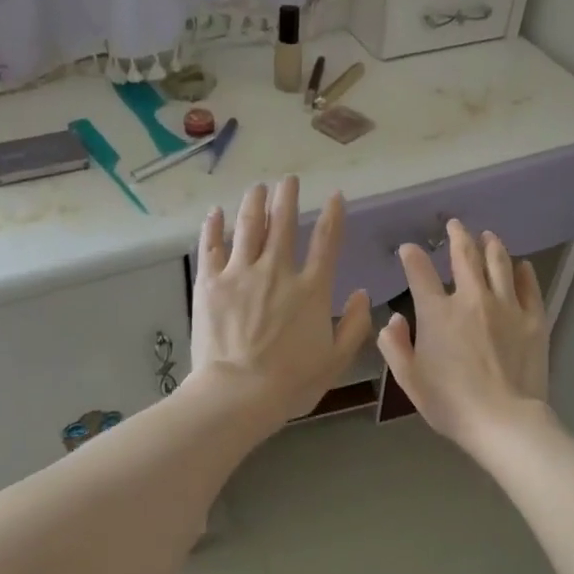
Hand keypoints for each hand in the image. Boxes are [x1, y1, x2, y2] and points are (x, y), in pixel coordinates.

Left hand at [190, 177, 372, 422]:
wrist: (238, 393)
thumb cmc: (291, 382)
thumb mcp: (336, 360)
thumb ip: (354, 325)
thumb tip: (362, 294)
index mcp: (311, 289)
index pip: (327, 242)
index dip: (333, 215)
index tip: (334, 195)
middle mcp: (277, 271)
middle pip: (284, 223)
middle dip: (288, 197)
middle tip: (289, 180)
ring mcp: (241, 273)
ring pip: (249, 226)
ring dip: (255, 202)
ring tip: (258, 186)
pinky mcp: (210, 283)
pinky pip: (212, 247)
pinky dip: (214, 227)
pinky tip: (216, 212)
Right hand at [376, 220, 549, 451]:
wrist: (504, 421)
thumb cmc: (450, 403)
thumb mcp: (409, 379)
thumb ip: (395, 346)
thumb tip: (393, 319)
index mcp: (437, 313)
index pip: (420, 273)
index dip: (412, 257)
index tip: (409, 249)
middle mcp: (472, 299)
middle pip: (465, 257)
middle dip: (458, 236)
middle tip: (456, 225)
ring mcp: (507, 307)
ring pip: (499, 264)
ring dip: (491, 245)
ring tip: (488, 236)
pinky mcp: (533, 320)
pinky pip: (529, 287)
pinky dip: (523, 272)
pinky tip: (521, 266)